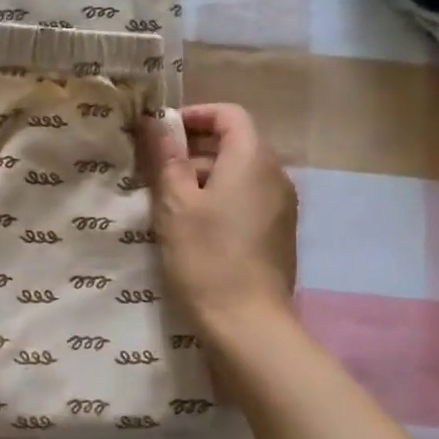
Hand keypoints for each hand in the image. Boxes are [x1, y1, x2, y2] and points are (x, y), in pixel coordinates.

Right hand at [138, 103, 297, 330]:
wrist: (248, 323)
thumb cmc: (206, 257)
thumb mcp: (175, 205)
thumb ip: (167, 158)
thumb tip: (155, 122)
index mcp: (252, 159)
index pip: (229, 114)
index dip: (195, 115)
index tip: (162, 133)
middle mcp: (275, 175)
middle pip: (235, 143)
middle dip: (195, 148)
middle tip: (156, 168)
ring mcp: (282, 205)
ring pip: (240, 173)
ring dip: (205, 175)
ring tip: (168, 199)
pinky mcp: (280, 232)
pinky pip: (249, 198)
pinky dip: (221, 198)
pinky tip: (194, 226)